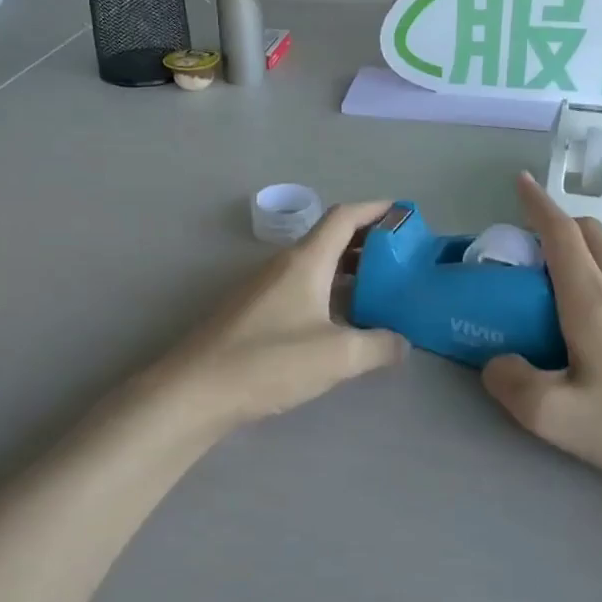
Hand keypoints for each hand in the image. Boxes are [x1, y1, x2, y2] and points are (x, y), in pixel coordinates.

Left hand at [162, 201, 406, 433]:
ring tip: (380, 290)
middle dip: (368, 243)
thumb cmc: (268, 362)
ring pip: (315, 266)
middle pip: (331, 239)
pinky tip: (342, 323)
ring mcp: (265, 288)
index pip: (344, 217)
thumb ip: (378, 346)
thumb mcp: (337, 356)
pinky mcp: (255, 313)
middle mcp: (284, 265)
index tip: (405, 214)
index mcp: (306, 261)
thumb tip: (401, 342)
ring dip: (348, 271)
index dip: (376, 210)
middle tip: (402, 259)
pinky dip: (329, 294)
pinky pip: (301, 289)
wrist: (195, 391)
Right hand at [482, 174, 601, 503]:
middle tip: (525, 252)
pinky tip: (586, 327)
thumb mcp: (556, 417)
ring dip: (576, 254)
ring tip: (548, 294)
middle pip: (589, 234)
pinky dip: (595, 279)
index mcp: (593, 301)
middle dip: (555, 225)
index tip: (520, 182)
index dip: (537, 204)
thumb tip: (496, 362)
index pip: (561, 234)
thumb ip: (512, 383)